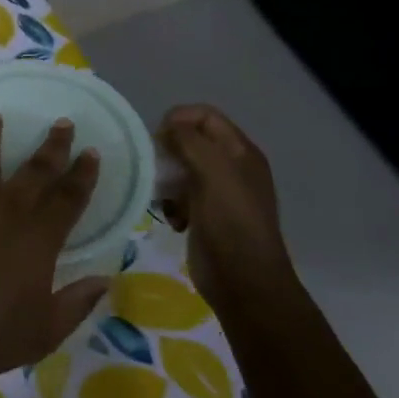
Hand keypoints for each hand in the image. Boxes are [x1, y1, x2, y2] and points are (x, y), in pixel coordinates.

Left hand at [0, 115, 107, 392]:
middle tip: (62, 122)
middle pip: (35, 167)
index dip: (84, 173)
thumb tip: (105, 279)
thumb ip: (77, 303)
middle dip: (53, 144)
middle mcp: (6, 209)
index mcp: (39, 237)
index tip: (92, 152)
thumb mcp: (44, 331)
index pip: (70, 195)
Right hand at [155, 105, 293, 301]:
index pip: (205, 116)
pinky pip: (178, 196)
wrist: (243, 281)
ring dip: (165, 180)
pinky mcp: (204, 215)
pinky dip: (170, 204)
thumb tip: (169, 125)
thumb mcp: (213, 173)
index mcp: (240, 152)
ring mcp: (218, 193)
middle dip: (167, 152)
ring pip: (180, 170)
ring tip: (162, 198)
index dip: (179, 119)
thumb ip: (190, 142)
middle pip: (190, 141)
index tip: (157, 140)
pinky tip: (173, 219)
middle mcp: (231, 168)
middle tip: (154, 170)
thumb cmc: (231, 223)